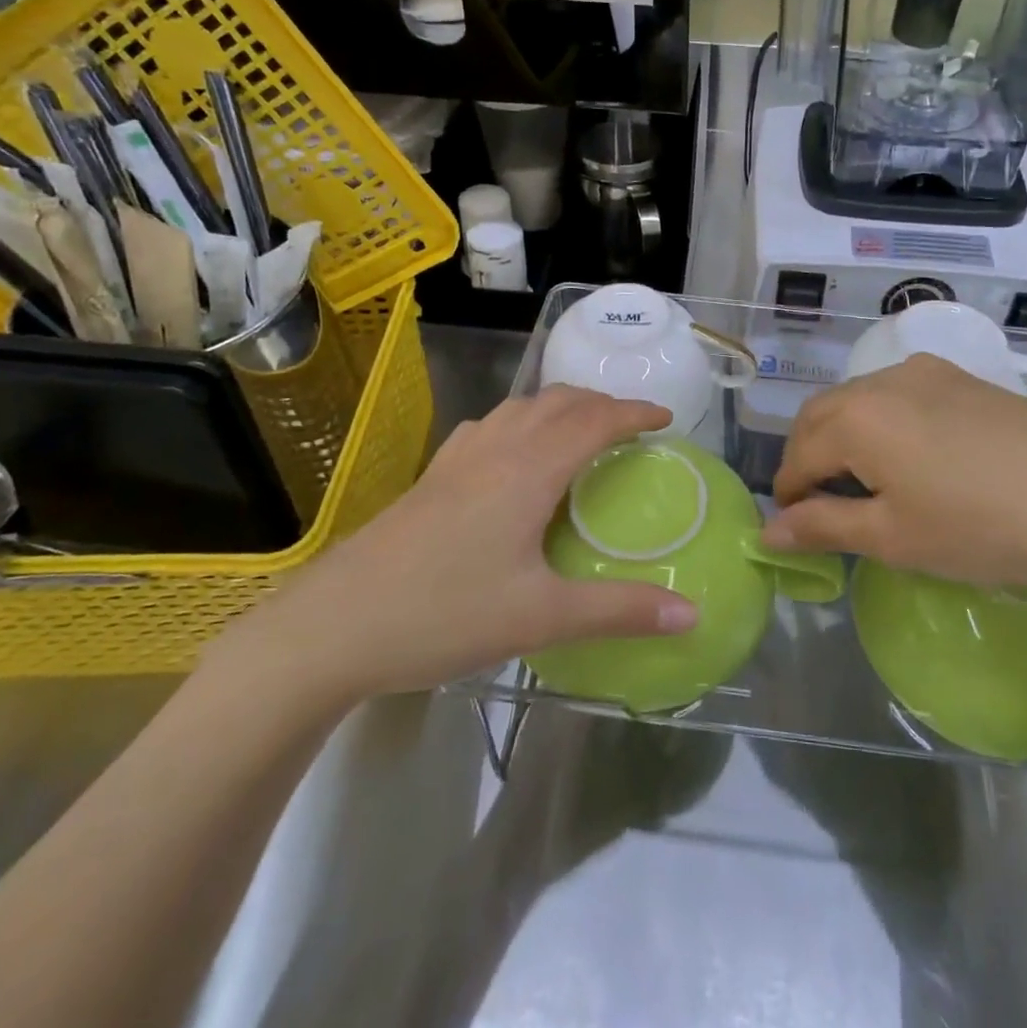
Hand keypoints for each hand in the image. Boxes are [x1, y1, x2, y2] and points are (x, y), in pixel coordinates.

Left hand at [212, 388, 698, 708]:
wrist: (332, 625)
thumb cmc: (444, 615)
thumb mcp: (541, 618)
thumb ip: (620, 611)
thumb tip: (694, 616)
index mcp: (529, 470)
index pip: (595, 421)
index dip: (635, 412)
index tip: (667, 417)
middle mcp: (496, 449)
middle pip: (559, 402)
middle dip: (602, 403)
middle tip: (632, 426)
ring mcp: (457, 459)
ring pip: (520, 408)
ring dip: (560, 407)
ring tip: (582, 431)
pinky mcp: (432, 476)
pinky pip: (488, 427)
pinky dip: (519, 422)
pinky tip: (512, 453)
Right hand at [765, 355, 1026, 598]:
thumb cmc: (981, 528)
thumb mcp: (893, 538)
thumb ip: (824, 527)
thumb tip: (769, 531)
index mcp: (856, 416)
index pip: (798, 455)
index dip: (788, 494)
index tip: (792, 527)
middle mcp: (882, 380)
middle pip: (821, 416)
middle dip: (808, 457)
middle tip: (819, 505)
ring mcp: (927, 373)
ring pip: (860, 399)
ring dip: (844, 435)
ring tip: (864, 481)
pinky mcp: (963, 378)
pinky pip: (899, 393)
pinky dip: (882, 421)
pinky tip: (911, 455)